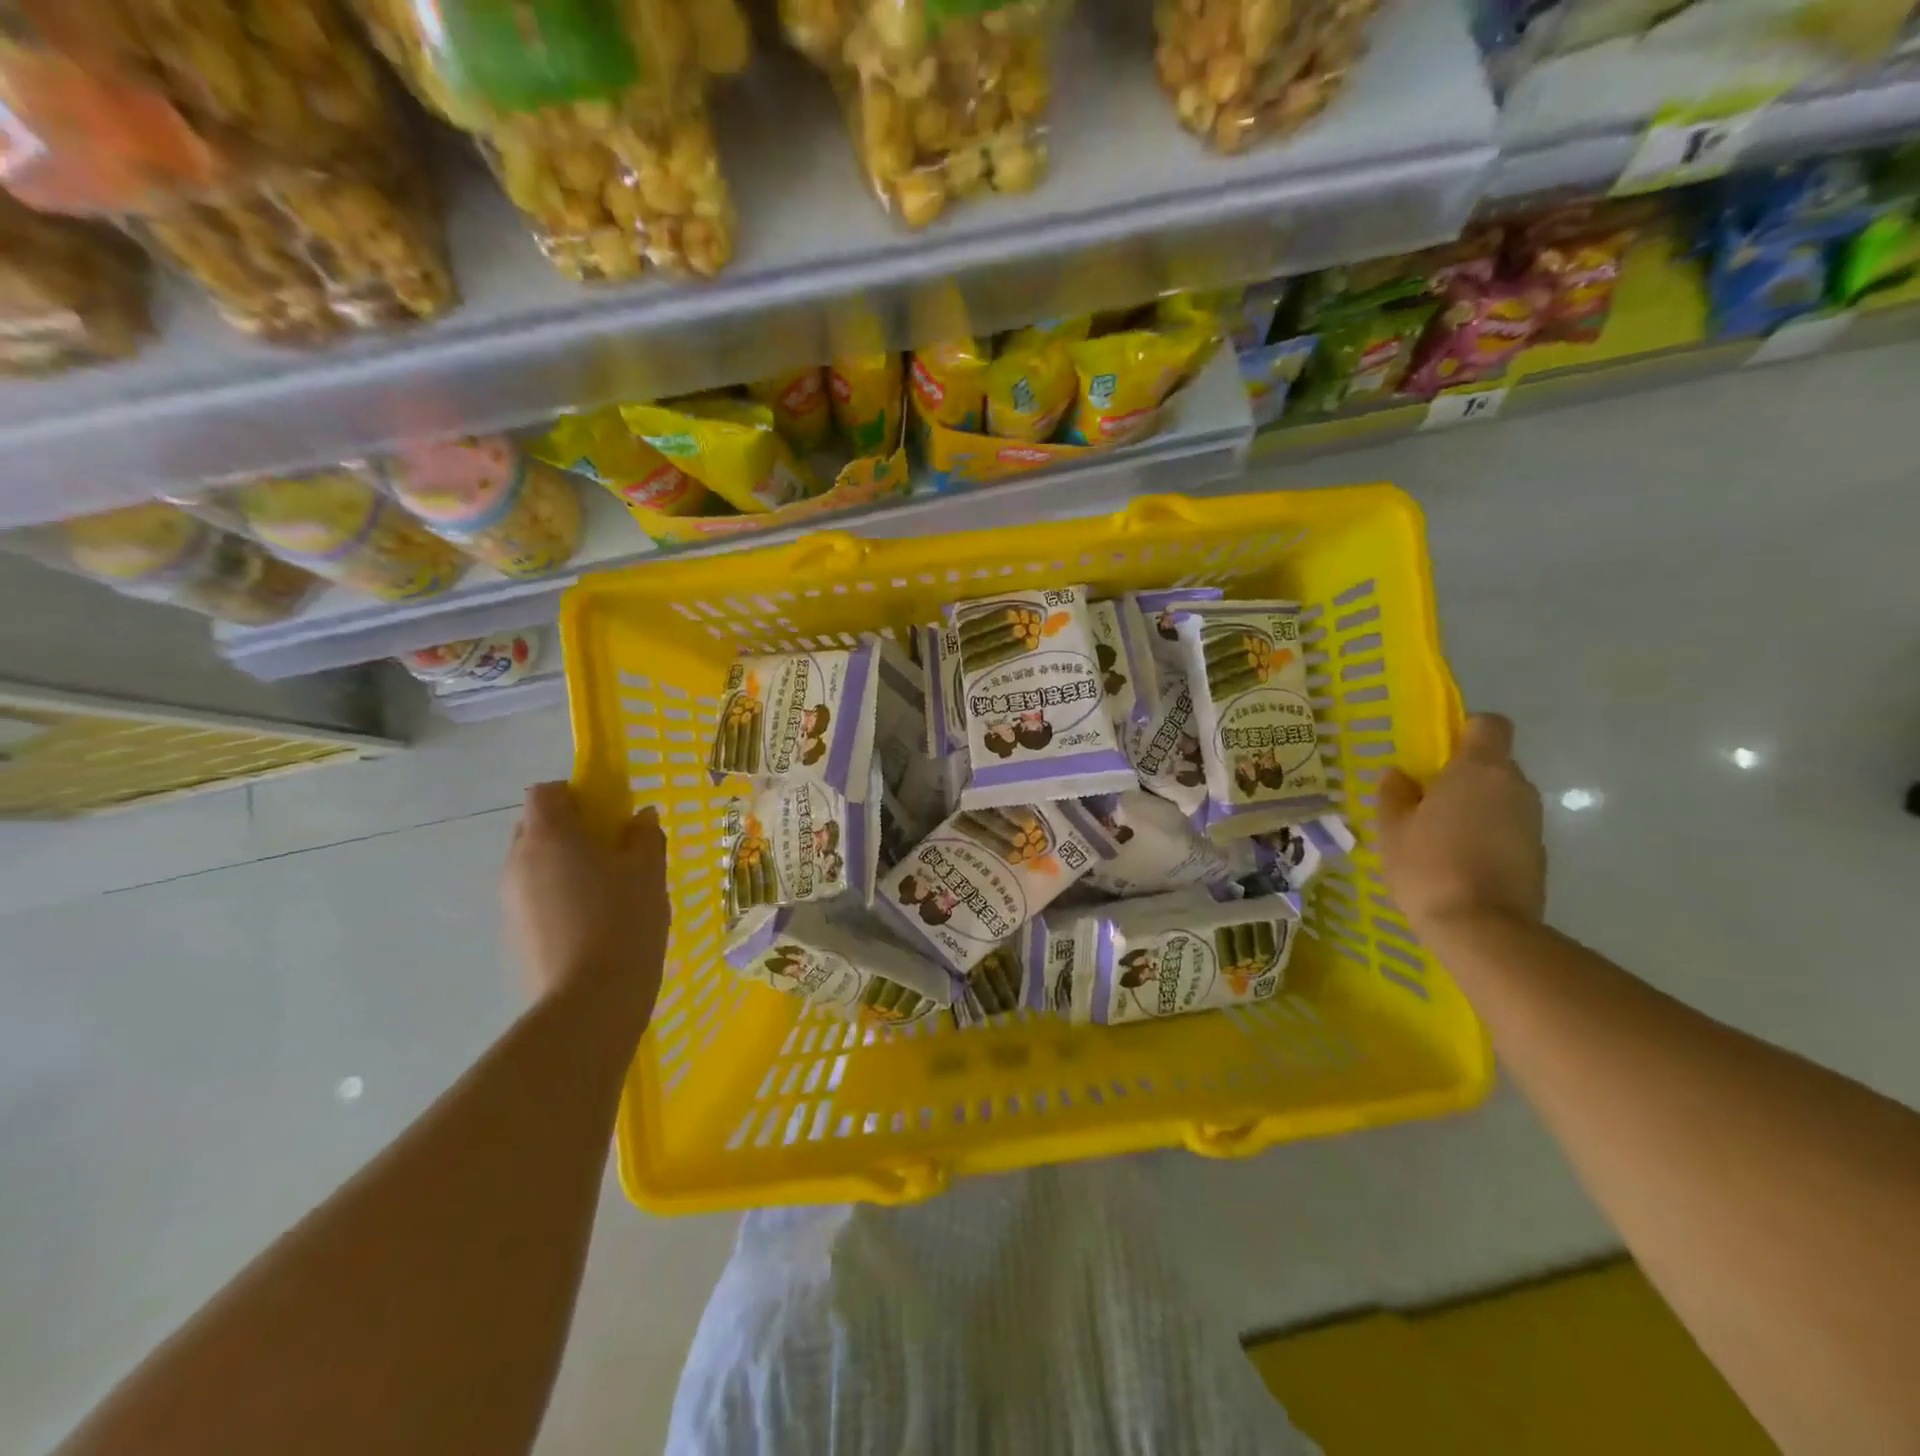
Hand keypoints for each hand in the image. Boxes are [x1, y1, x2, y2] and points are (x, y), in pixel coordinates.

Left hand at [503, 782, 669, 1032]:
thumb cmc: (623, 919)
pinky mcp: (513, 935)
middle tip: (613, 851)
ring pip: (536, 865)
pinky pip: (535, 898)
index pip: (546, 792)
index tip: (609, 814)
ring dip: (566, 866)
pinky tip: (593, 923)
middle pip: (537, 827)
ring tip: (608, 891)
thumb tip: (640, 818)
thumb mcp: (648, 870)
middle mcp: (518, 861)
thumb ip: (644, 836)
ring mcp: (510, 901)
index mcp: (548, 835)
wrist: (591, 1000)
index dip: (576, 794)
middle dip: (571, 830)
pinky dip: (559, 898)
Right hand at [1378, 713, 1545, 934]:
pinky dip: (1488, 835)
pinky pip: (1508, 829)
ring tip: (1440, 836)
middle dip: (1463, 776)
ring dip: (1476, 807)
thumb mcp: (1393, 829)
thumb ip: (1394, 794)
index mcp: (1479, 770)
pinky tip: (1460, 862)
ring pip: (1501, 798)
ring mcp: (1533, 822)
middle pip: (1494, 763)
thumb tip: (1397, 775)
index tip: (1437, 754)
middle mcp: (1515, 786)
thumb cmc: (1428, 866)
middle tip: (1426, 801)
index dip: (1465, 732)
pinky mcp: (1539, 854)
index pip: (1489, 724)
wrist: (1482, 929)